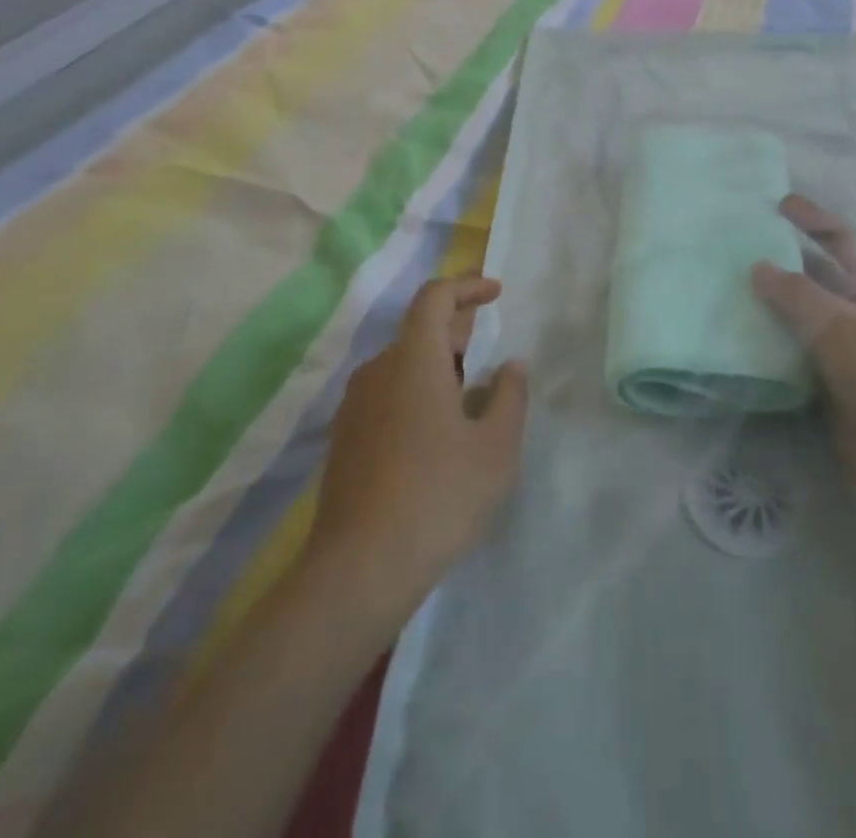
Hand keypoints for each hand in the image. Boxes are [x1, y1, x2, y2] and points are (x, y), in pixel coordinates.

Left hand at [309, 277, 528, 612]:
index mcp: (414, 360)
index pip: (434, 297)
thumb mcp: (496, 447)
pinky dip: (416, 391)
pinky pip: (386, 394)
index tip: (496, 293)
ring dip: (436, 362)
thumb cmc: (439, 496)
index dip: (467, 286)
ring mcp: (355, 407)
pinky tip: (437, 430)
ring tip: (468, 389)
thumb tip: (511, 366)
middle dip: (456, 327)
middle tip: (488, 342)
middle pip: (417, 329)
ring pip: (401, 364)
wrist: (359, 570)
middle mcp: (378, 372)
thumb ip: (509, 397)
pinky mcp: (345, 440)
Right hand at [753, 196, 855, 512]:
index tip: (777, 202)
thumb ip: (796, 294)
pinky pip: (789, 357)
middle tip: (732, 249)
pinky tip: (731, 340)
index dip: (812, 218)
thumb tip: (757, 266)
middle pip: (813, 277)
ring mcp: (842, 350)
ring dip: (766, 307)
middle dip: (779, 262)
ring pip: (796, 319)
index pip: (840, 239)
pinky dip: (765, 348)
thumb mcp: (842, 323)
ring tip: (720, 290)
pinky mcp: (825, 385)